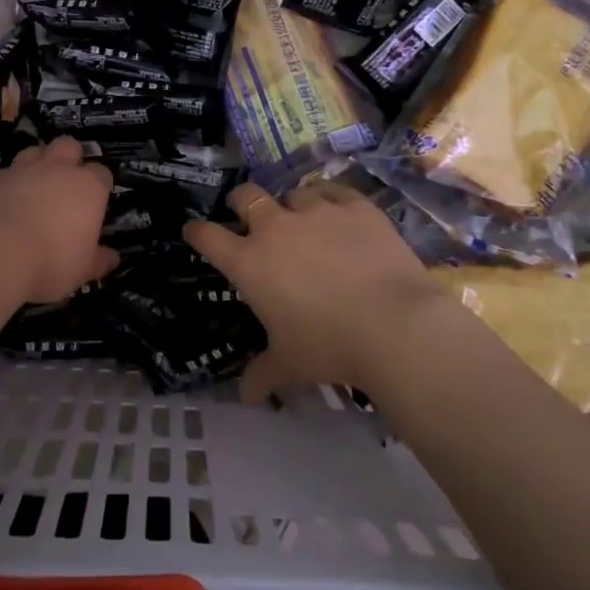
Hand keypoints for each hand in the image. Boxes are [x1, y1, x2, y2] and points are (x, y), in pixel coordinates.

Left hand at [0, 137, 117, 303]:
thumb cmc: (52, 261)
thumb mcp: (82, 270)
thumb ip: (98, 260)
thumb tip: (112, 258)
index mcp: (88, 187)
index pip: (102, 173)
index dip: (100, 184)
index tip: (97, 200)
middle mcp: (58, 170)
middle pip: (69, 146)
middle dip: (70, 157)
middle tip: (67, 180)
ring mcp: (23, 171)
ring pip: (34, 151)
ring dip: (37, 162)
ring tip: (35, 184)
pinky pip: (6, 173)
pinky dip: (9, 183)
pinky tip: (6, 200)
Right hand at [183, 181, 446, 402]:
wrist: (394, 324)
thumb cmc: (329, 346)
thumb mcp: (290, 365)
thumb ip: (262, 375)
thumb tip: (245, 398)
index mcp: (249, 263)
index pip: (208, 237)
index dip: (197, 231)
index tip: (194, 231)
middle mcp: (276, 228)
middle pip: (246, 197)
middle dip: (241, 202)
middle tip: (247, 215)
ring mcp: (317, 211)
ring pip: (293, 194)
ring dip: (292, 207)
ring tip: (305, 221)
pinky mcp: (355, 206)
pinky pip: (334, 190)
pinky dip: (330, 200)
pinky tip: (337, 212)